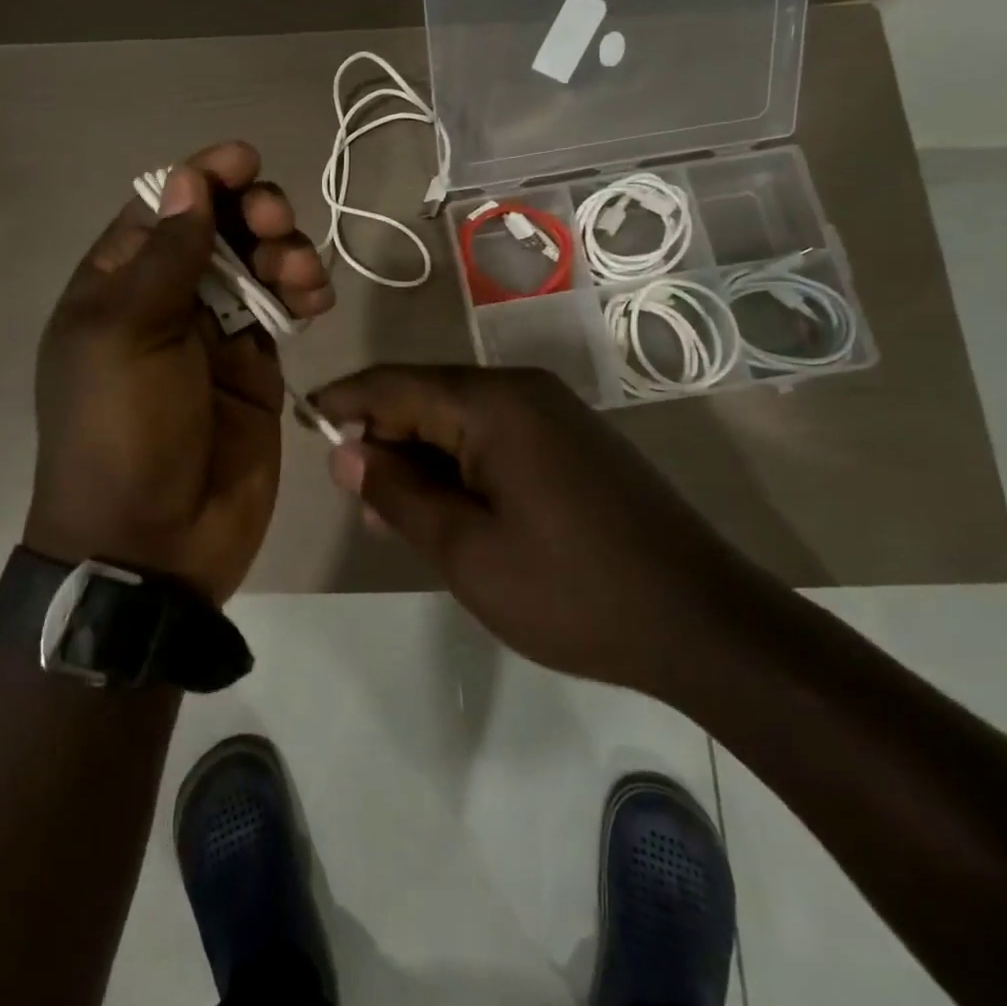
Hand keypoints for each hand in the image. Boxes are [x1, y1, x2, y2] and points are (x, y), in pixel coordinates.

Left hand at [28, 142, 333, 603]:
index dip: (201, 176)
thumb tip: (185, 180)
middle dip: (251, 212)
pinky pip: (282, 310)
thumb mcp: (127, 335)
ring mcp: (213, 334)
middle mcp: (164, 300)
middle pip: (216, 228)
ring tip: (300, 274)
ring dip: (284, 251)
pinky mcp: (255, 367)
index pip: (160, 207)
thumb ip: (165, 256)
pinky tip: (316, 299)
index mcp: (116, 284)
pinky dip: (302, 292)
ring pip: (256, 264)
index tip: (246, 160)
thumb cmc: (122, 431)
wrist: (153, 542)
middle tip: (275, 221)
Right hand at [313, 365, 753, 692]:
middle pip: (426, 396)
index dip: (343, 401)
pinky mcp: (572, 441)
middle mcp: (522, 390)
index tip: (302, 423)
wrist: (704, 621)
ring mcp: (553, 414)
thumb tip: (346, 451)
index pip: (393, 384)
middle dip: (382, 438)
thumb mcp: (465, 550)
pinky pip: (494, 436)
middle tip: (353, 498)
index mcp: (492, 403)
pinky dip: (459, 465)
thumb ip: (397, 493)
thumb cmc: (570, 590)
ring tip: (392, 515)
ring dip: (420, 457)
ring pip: (459, 419)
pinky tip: (450, 510)